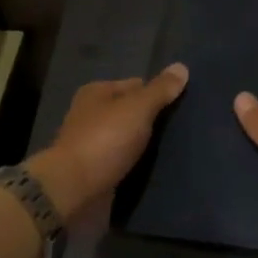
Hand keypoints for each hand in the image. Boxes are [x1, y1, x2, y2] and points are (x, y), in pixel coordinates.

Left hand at [28, 64, 188, 219]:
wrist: (74, 189)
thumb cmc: (105, 140)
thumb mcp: (137, 108)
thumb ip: (160, 90)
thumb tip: (181, 67)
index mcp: (96, 93)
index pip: (135, 85)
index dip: (157, 93)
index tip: (182, 106)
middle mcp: (91, 115)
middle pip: (130, 112)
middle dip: (153, 120)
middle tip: (182, 129)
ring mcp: (92, 145)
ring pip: (128, 139)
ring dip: (146, 145)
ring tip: (177, 149)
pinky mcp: (95, 171)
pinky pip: (123, 162)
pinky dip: (138, 165)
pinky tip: (157, 169)